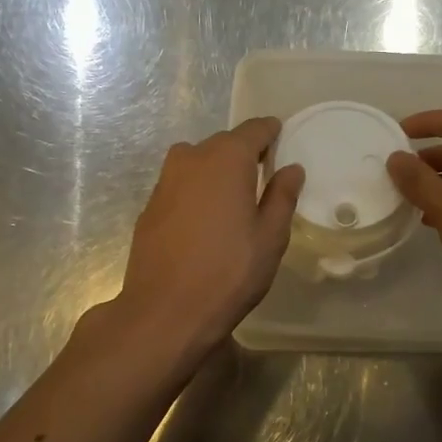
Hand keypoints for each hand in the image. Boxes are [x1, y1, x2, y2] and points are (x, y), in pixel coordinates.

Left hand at [113, 117, 303, 352]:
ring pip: (198, 162)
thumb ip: (282, 196)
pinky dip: (197, 191)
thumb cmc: (229, 272)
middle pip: (223, 144)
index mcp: (226, 159)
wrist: (164, 311)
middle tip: (264, 178)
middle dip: (244, 154)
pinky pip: (181, 185)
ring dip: (218, 172)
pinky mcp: (150, 206)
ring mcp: (165, 181)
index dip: (270, 133)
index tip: (282, 141)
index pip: (254, 129)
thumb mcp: (270, 237)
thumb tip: (291, 168)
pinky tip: (206, 222)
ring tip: (234, 201)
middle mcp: (191, 158)